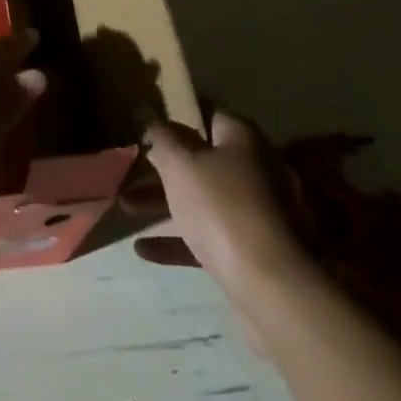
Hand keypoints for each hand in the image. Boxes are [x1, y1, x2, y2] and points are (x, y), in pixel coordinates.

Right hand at [135, 112, 313, 307]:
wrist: (275, 289)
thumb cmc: (223, 208)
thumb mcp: (181, 164)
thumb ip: (160, 136)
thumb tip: (148, 113)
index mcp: (241, 138)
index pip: (206, 112)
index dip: (174, 114)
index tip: (145, 121)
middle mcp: (253, 168)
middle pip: (200, 158)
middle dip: (162, 164)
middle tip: (129, 166)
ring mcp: (255, 212)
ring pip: (201, 198)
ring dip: (163, 202)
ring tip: (125, 205)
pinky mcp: (251, 252)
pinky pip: (207, 236)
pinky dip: (177, 240)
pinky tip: (142, 249)